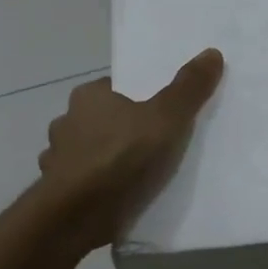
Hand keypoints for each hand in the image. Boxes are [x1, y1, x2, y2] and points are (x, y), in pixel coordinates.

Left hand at [38, 49, 224, 248]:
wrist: (76, 215)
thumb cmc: (121, 157)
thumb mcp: (166, 118)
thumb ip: (188, 88)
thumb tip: (212, 52)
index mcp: (88, 96)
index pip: (115, 89)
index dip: (138, 98)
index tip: (159, 113)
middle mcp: (65, 121)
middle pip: (101, 120)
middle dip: (122, 131)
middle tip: (155, 145)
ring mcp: (56, 158)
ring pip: (87, 153)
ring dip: (105, 161)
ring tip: (136, 176)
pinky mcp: (56, 191)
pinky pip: (81, 183)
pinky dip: (95, 187)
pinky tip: (115, 198)